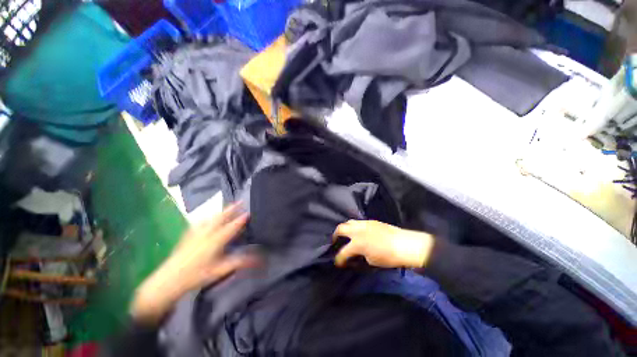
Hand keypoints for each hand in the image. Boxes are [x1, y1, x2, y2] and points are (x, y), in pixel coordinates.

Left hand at [131, 203, 254, 323]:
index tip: (249, 212)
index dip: (241, 219)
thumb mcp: (220, 270)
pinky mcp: (188, 236)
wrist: (169, 280)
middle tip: (240, 201)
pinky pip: (201, 222)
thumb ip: (240, 262)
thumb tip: (258, 259)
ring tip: (228, 207)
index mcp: (216, 240)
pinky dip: (209, 217)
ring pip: (211, 218)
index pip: (231, 227)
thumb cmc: (197, 276)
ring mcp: (196, 233)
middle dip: (231, 208)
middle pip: (221, 217)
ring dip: (221, 211)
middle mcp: (206, 233)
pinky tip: (208, 218)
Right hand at [333, 220, 433, 268]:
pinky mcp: (371, 221)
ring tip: (345, 234)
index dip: (339, 259)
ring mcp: (364, 224)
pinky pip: (358, 221)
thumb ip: (360, 256)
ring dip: (344, 228)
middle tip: (335, 241)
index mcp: (357, 244)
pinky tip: (358, 231)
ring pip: (349, 221)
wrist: (404, 244)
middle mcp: (357, 231)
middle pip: (340, 229)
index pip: (343, 252)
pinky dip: (354, 226)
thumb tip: (357, 253)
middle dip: (335, 235)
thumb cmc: (389, 256)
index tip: (338, 262)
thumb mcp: (372, 261)